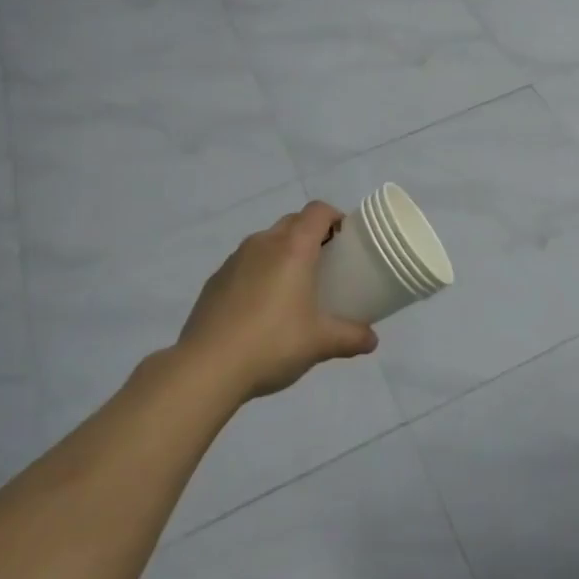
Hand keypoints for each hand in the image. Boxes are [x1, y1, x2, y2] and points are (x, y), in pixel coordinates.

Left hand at [178, 201, 378, 401]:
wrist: (206, 367)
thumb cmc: (272, 343)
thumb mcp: (319, 343)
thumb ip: (350, 337)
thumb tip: (372, 339)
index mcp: (293, 248)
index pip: (318, 211)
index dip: (335, 217)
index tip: (346, 239)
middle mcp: (264, 243)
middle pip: (293, 222)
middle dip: (311, 234)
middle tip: (325, 264)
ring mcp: (235, 259)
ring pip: (267, 241)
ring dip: (283, 252)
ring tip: (293, 287)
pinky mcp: (215, 279)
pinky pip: (245, 263)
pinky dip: (259, 272)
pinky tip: (261, 308)